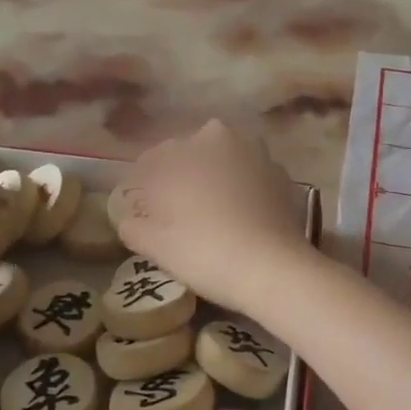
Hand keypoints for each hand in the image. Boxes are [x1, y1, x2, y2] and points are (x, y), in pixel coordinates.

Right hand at [118, 121, 310, 314]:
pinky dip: (240, 190)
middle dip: (180, 174)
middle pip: (191, 154)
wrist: (274, 269)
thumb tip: (129, 219)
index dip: (143, 183)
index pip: (153, 159)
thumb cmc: (206, 251)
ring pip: (224, 161)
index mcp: (186, 150)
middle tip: (173, 208)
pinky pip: (249, 177)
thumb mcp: (156, 245)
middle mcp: (222, 140)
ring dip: (213, 178)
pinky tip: (237, 217)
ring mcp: (257, 155)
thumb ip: (134, 226)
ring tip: (207, 212)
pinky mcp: (281, 177)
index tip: (140, 206)